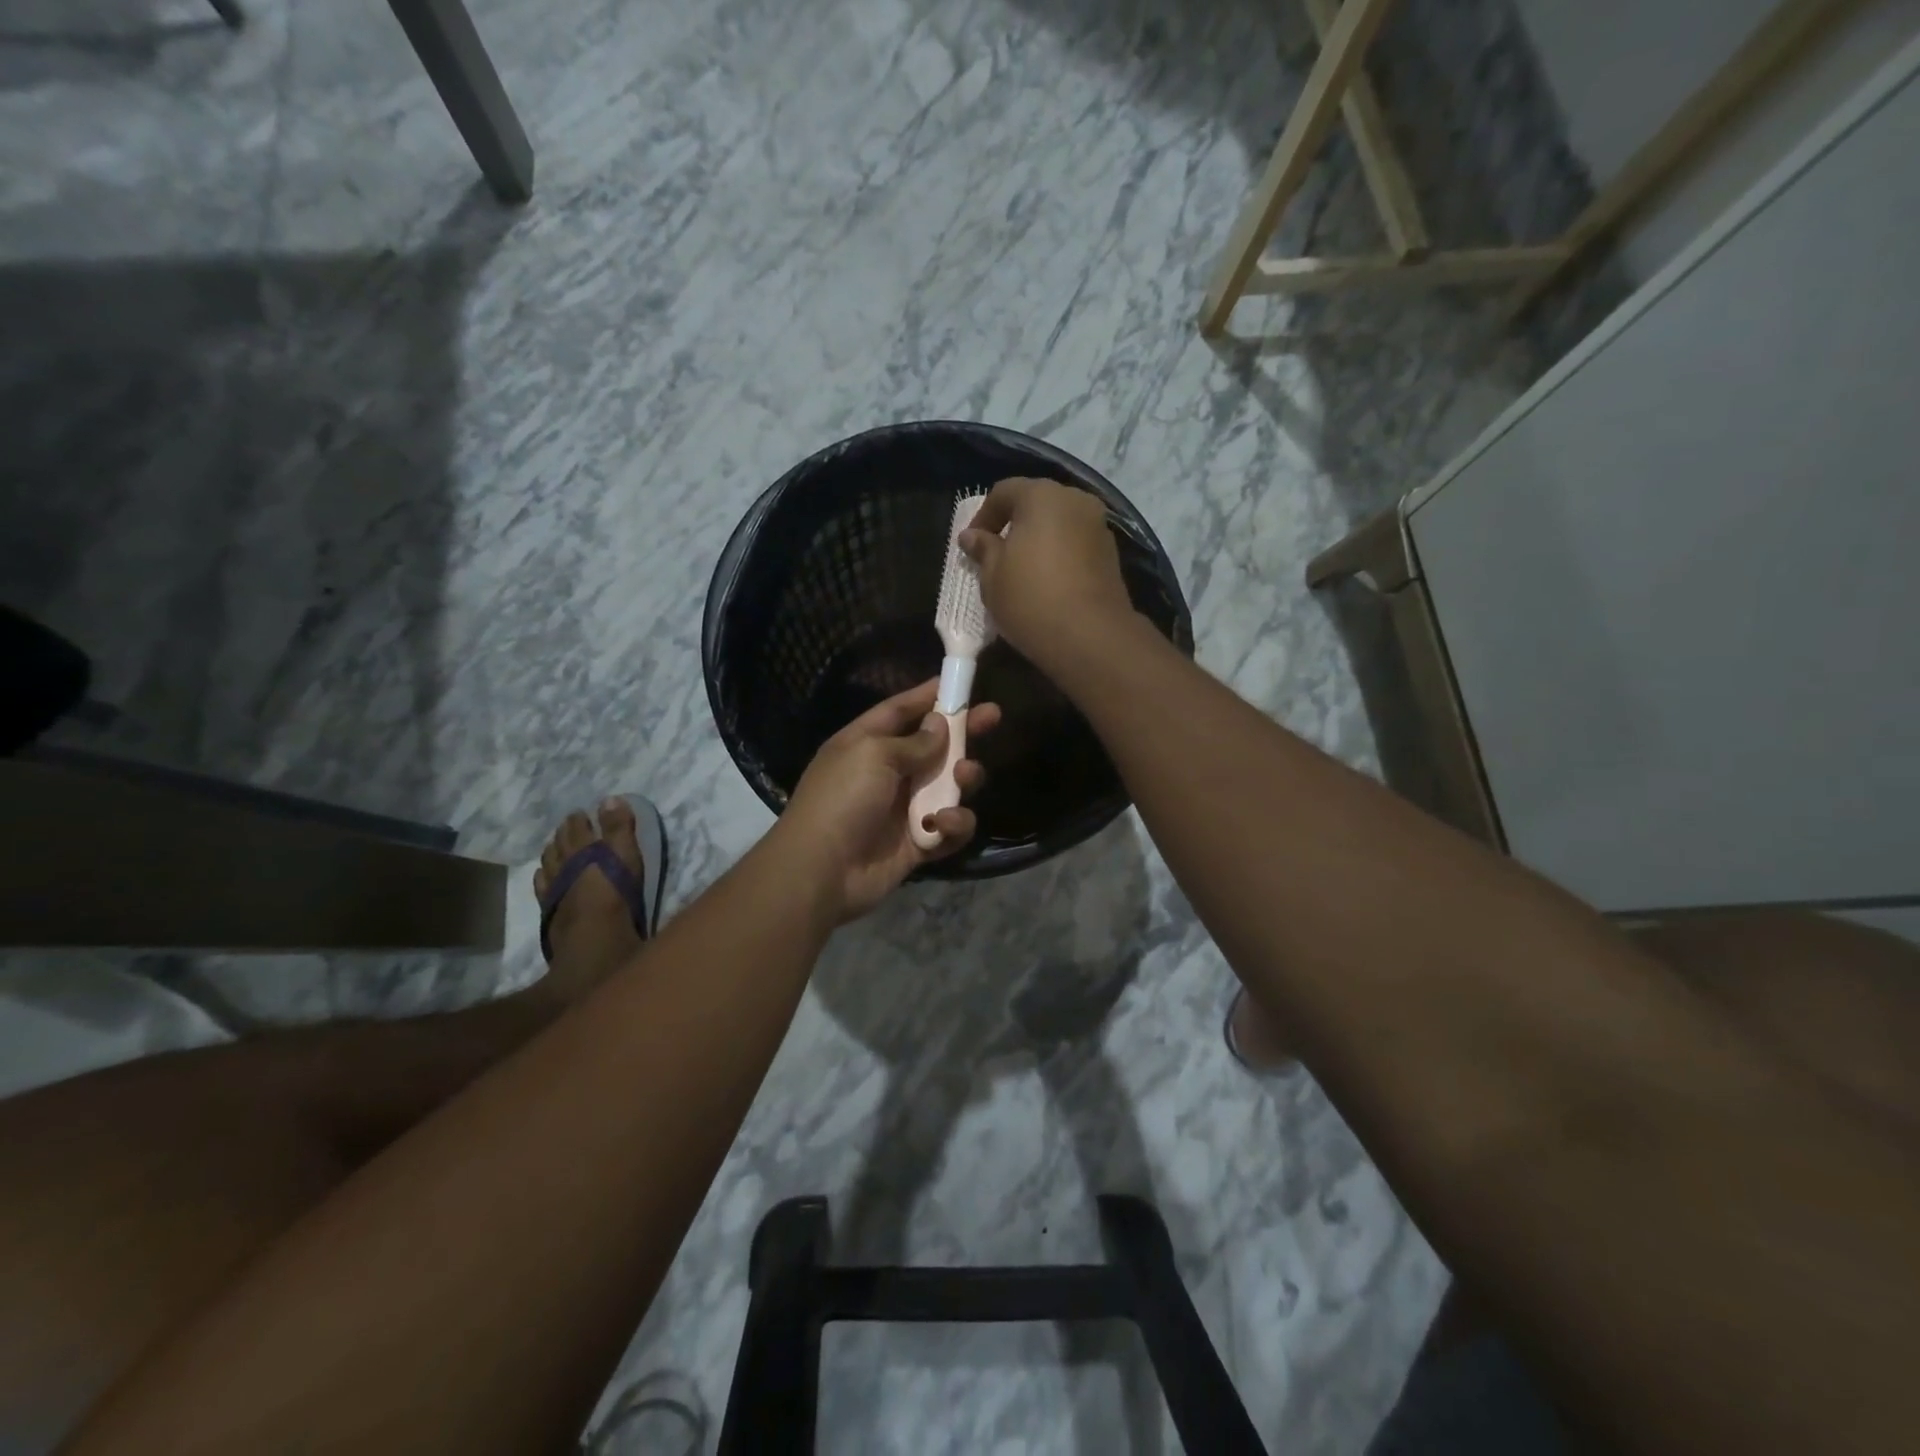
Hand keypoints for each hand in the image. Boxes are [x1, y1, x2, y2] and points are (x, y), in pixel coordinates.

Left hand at [776, 680, 999, 921]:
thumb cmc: (842, 800)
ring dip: (963, 779)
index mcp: (865, 744)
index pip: (900, 711)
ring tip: (966, 777)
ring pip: (949, 786)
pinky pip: (949, 828)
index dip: (928, 695)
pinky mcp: (918, 843)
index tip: (959, 682)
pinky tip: (944, 823)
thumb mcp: (873, 755)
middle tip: (993, 717)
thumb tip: (939, 724)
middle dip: (963, 733)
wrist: (821, 872)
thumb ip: (914, 741)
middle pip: (933, 746)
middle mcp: (886, 773)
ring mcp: (903, 809)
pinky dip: (954, 824)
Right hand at [959, 477, 1135, 667]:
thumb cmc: (1030, 599)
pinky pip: (1076, 544)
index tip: (971, 546)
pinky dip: (1059, 554)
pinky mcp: (1111, 554)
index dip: (982, 516)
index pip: (1004, 492)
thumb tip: (971, 536)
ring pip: (1059, 524)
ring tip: (1022, 571)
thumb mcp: (992, 576)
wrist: (1090, 636)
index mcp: (1042, 496)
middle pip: (1036, 503)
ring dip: (1039, 540)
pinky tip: (1047, 582)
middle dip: (1014, 525)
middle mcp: (1075, 500)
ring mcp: (1098, 526)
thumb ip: (983, 549)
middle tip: (996, 555)